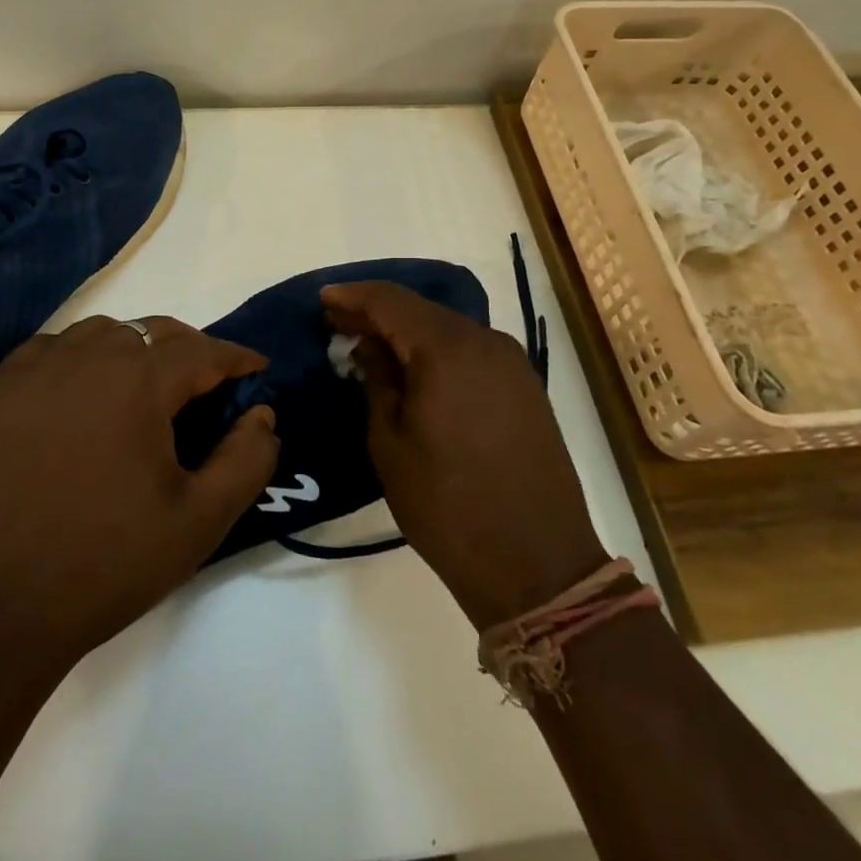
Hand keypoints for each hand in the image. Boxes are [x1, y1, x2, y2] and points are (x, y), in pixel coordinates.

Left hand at [0, 316, 279, 671]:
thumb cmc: (101, 565)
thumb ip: (245, 461)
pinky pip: (51, 349)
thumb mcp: (197, 522)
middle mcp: (85, 357)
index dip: (237, 359)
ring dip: (135, 348)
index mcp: (137, 381)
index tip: (257, 371)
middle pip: (152, 331)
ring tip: (146, 387)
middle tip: (208, 384)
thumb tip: (262, 415)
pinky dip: (81, 356)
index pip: (202, 351)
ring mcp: (33, 371)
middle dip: (190, 349)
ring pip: (101, 333)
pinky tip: (81, 392)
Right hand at [323, 282, 607, 629]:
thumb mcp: (390, 443)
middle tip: (339, 322)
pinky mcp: (525, 387)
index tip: (323, 298)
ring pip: (447, 329)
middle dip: (378, 313)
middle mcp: (485, 341)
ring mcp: (511, 363)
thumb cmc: (447, 505)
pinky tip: (415, 368)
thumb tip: (369, 347)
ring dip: (408, 332)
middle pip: (421, 310)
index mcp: (447, 349)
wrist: (537, 565)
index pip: (391, 301)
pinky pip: (471, 351)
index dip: (354, 296)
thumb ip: (377, 381)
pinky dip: (437, 350)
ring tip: (371, 346)